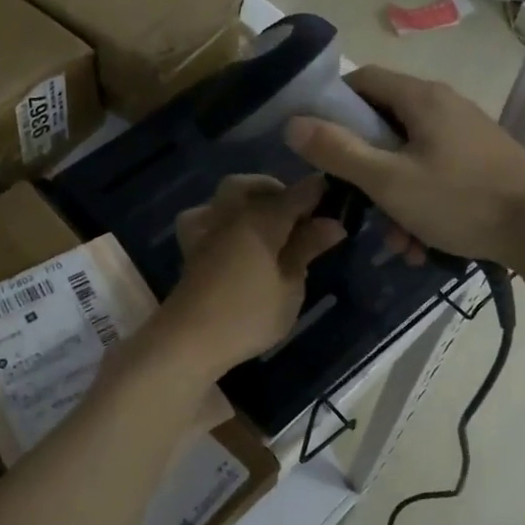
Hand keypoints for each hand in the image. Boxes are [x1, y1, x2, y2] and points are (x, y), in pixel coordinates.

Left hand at [158, 175, 345, 378]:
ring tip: (267, 223)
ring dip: (247, 200)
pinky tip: (232, 237)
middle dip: (276, 191)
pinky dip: (221, 218)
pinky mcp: (191, 248)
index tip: (334, 194)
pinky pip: (206, 217)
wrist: (190, 339)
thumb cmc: (250, 315)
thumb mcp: (290, 286)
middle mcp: (231, 214)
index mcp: (261, 219)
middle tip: (298, 214)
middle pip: (252, 186)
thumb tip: (332, 223)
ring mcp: (207, 229)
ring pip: (225, 196)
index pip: (295, 194)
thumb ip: (306, 249)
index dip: (316, 192)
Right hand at [285, 67, 524, 264]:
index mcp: (421, 98)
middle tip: (352, 200)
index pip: (362, 80)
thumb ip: (338, 151)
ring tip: (394, 241)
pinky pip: (435, 174)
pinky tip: (420, 243)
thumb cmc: (459, 199)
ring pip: (409, 157)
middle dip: (364, 167)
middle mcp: (444, 106)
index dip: (332, 106)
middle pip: (384, 123)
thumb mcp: (388, 180)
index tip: (317, 142)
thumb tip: (292, 123)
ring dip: (392, 197)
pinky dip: (420, 203)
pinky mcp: (481, 161)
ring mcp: (466, 134)